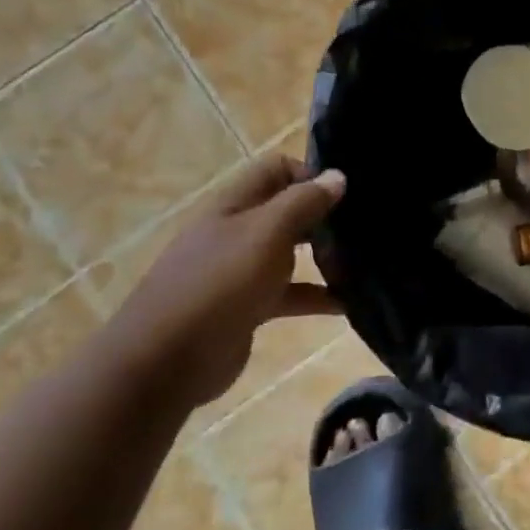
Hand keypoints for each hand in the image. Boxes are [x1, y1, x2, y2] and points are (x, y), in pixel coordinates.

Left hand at [104, 155, 345, 408]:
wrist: (166, 360)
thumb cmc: (219, 284)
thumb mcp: (266, 233)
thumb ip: (303, 202)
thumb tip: (338, 175)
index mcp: (234, 204)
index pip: (277, 169)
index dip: (311, 174)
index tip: (346, 195)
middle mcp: (237, 231)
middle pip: (287, 211)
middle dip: (324, 216)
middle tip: (362, 229)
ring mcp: (241, 271)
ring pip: (291, 253)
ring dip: (324, 257)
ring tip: (363, 265)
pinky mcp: (248, 307)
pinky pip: (290, 294)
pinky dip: (317, 296)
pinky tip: (348, 304)